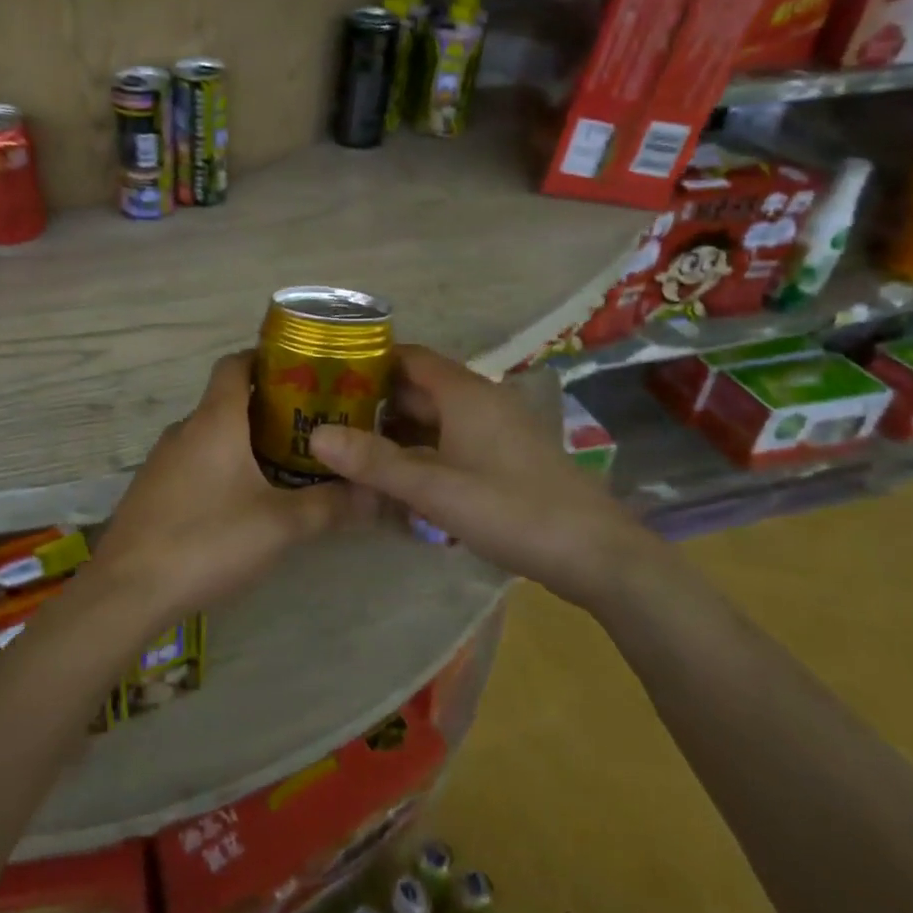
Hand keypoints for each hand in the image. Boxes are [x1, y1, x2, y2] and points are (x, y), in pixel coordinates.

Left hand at [87, 351, 360, 629]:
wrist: (128, 589)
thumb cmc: (208, 540)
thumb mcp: (280, 525)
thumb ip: (330, 506)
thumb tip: (374, 493)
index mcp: (214, 421)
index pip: (235, 364)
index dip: (265, 360)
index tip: (302, 373)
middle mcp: (184, 430)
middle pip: (227, 402)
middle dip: (268, 410)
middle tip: (309, 429)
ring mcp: (162, 460)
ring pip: (210, 435)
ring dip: (244, 442)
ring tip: (284, 466)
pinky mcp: (152, 489)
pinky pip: (193, 462)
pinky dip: (220, 467)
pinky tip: (240, 502)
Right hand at [308, 344, 652, 608]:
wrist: (597, 555)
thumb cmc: (513, 510)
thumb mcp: (435, 488)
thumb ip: (374, 462)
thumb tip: (315, 436)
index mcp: (465, 393)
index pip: (409, 357)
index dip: (368, 360)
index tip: (327, 374)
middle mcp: (481, 401)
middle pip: (418, 388)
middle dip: (374, 400)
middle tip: (326, 416)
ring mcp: (496, 430)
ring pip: (434, 419)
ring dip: (396, 430)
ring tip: (350, 446)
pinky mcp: (504, 458)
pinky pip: (450, 442)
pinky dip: (420, 451)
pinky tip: (396, 476)